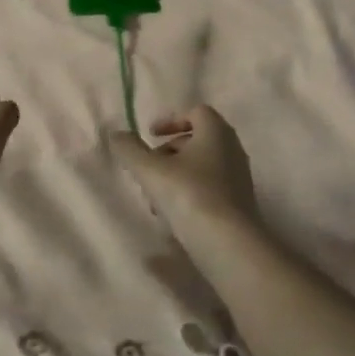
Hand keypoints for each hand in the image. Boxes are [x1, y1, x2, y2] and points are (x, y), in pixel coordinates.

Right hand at [110, 105, 260, 236]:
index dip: (171, 120)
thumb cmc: (190, 195)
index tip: (151, 135)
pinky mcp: (239, 202)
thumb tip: (116, 134)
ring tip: (155, 198)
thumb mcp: (150, 170)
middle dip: (169, 151)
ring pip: (201, 166)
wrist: (229, 243)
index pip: (196, 112)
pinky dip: (189, 192)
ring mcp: (238, 177)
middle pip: (197, 140)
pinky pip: (210, 187)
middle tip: (148, 168)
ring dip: (175, 175)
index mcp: (216, 131)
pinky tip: (172, 215)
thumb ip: (130, 149)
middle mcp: (232, 148)